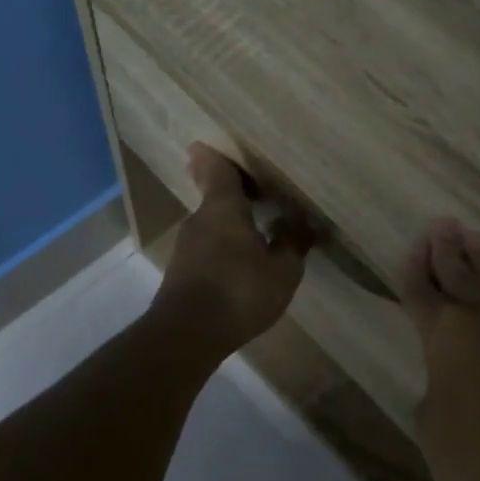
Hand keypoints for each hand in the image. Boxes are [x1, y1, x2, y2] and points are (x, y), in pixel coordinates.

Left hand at [150, 145, 313, 357]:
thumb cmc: (239, 292)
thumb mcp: (282, 270)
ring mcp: (186, 248)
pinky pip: (207, 249)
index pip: (216, 169)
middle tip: (257, 193)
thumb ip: (292, 243)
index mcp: (223, 208)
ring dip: (231, 226)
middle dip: (233, 195)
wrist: (186, 335)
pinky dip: (223, 250)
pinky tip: (242, 267)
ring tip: (258, 234)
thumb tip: (298, 222)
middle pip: (215, 197)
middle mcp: (199, 220)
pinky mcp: (181, 273)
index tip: (210, 145)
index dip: (215, 156)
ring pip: (211, 226)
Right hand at [398, 218, 479, 480]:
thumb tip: (455, 370)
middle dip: (448, 250)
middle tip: (442, 225)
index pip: (423, 290)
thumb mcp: (432, 424)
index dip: (414, 269)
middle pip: (463, 273)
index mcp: (448, 335)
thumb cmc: (475, 468)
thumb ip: (439, 381)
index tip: (411, 248)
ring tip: (475, 238)